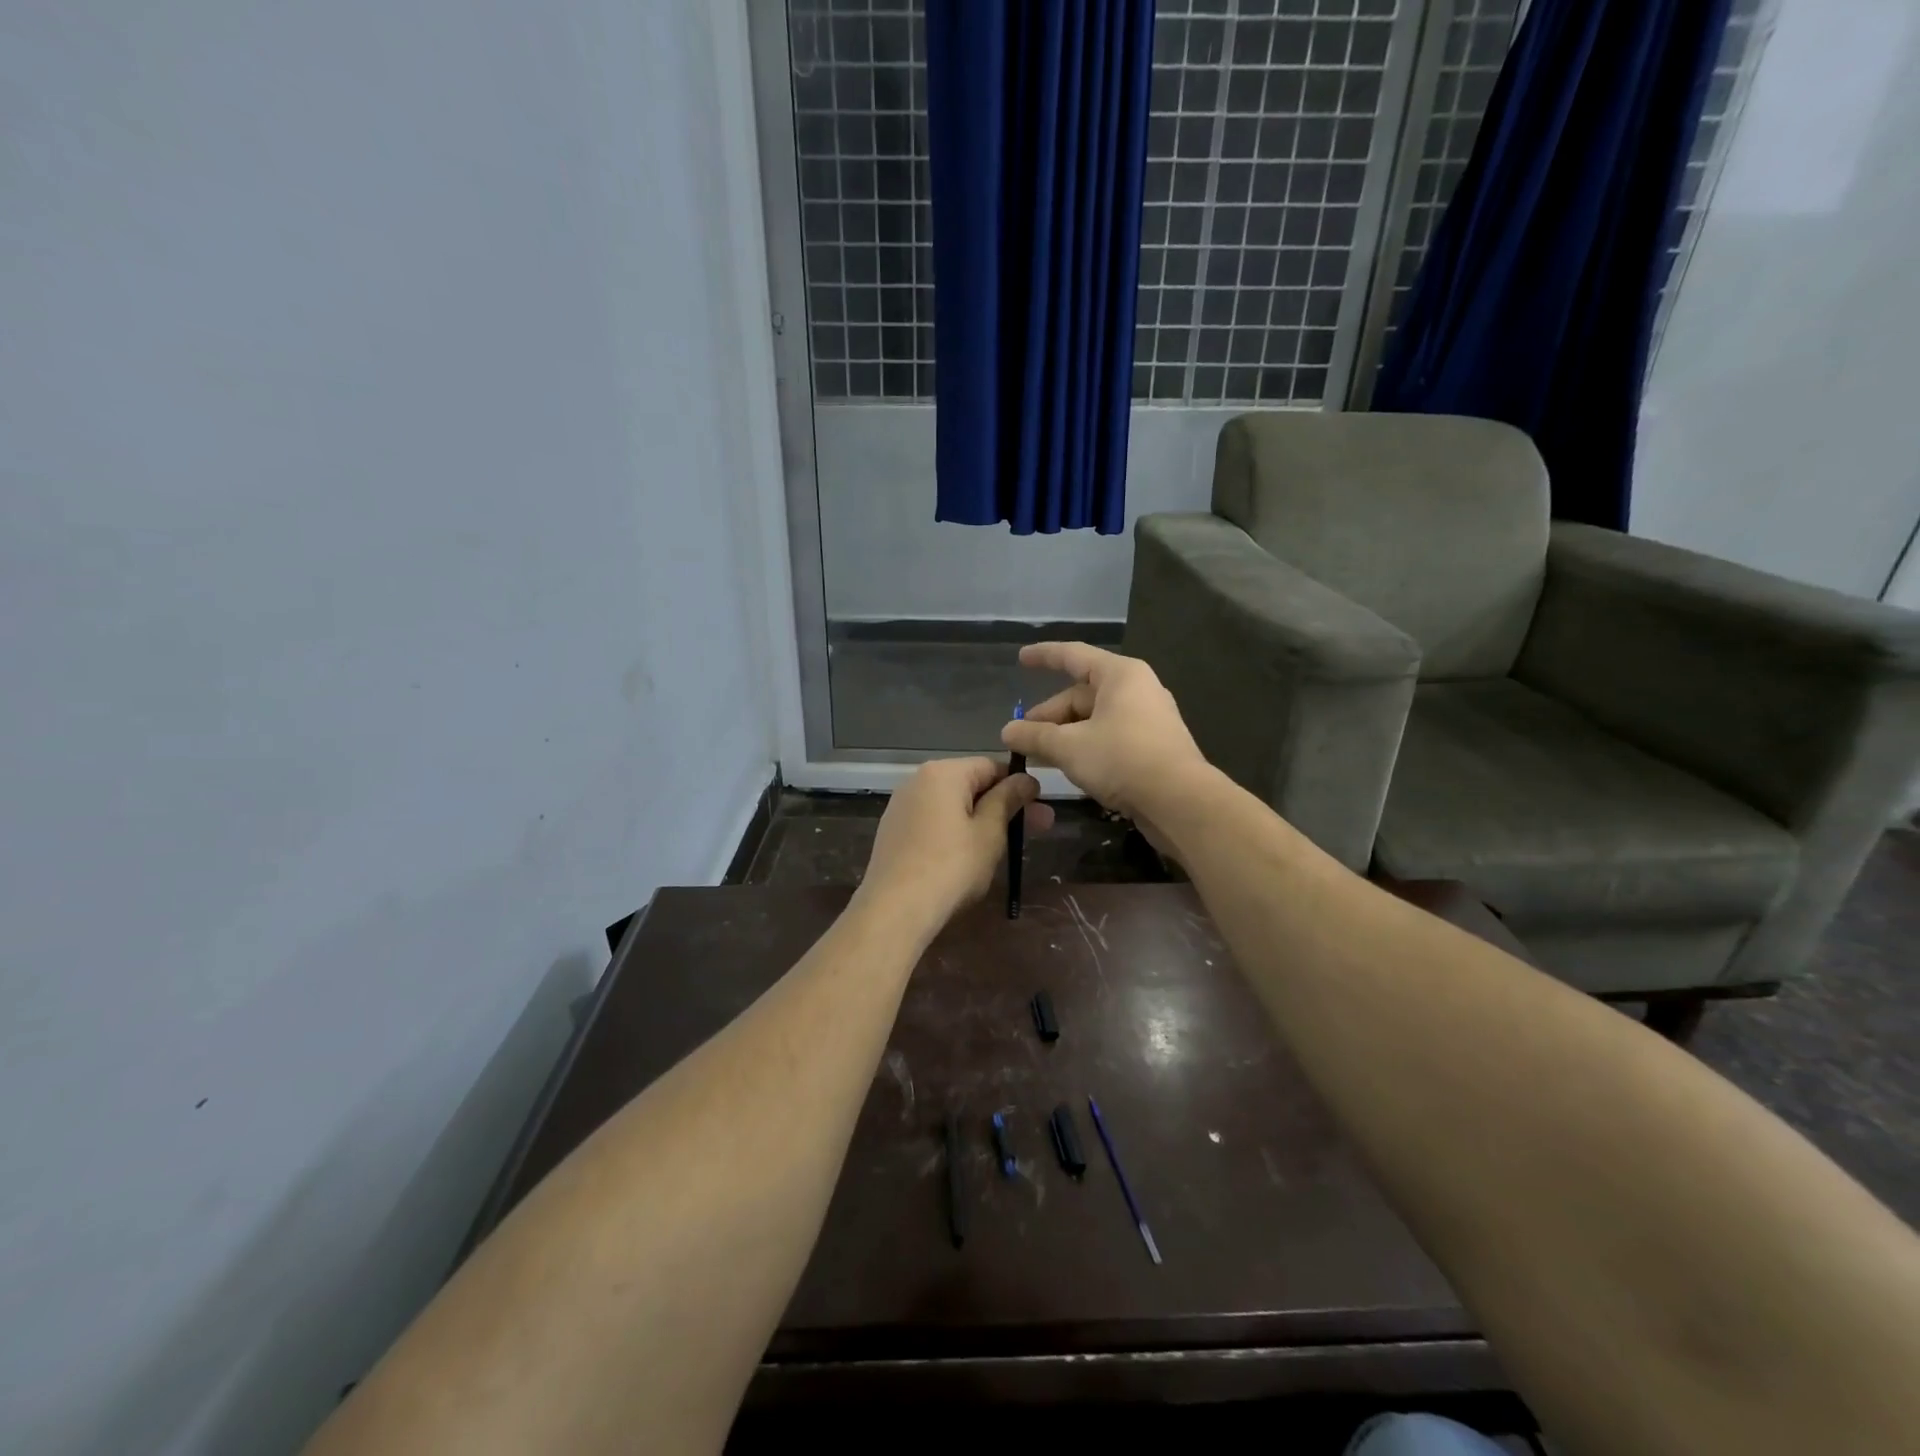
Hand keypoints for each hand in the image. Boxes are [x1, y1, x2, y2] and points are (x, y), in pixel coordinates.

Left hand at [856, 757, 1054, 930]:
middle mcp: (917, 780)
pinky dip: (955, 832)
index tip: (1040, 807)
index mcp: (942, 773)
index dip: (1018, 784)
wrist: (895, 909)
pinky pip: (933, 822)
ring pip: (952, 805)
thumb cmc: (951, 866)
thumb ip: (1008, 800)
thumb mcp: (989, 832)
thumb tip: (1026, 779)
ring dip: (982, 819)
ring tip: (1006, 846)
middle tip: (1040, 828)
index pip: (990, 766)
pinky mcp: (893, 832)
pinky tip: (969, 856)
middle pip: (970, 784)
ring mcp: (901, 807)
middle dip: (1005, 805)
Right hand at [1001, 643, 1207, 825]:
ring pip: (1095, 719)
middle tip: (1022, 738)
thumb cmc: (1122, 759)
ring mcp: (1148, 719)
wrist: (1180, 801)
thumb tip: (1007, 731)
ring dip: (1064, 735)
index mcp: (1120, 675)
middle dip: (1049, 715)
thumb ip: (1035, 736)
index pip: (1074, 655)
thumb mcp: (1069, 747)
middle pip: (1081, 694)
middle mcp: (1137, 689)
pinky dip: (1086, 746)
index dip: (1044, 656)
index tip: (1021, 659)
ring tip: (1039, 756)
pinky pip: (1110, 736)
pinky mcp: (1153, 746)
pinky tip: (1068, 767)